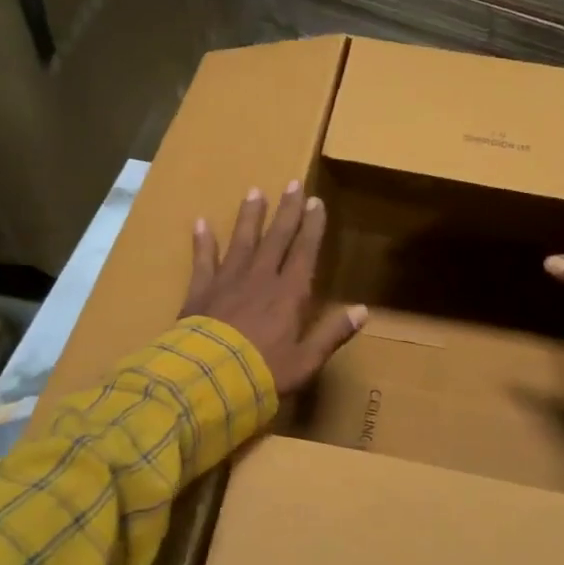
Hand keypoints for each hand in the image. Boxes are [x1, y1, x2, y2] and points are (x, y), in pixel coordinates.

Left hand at [182, 182, 367, 394]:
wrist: (209, 381)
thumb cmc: (264, 373)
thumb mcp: (307, 361)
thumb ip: (333, 334)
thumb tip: (363, 311)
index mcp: (289, 294)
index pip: (304, 252)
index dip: (312, 226)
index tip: (316, 202)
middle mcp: (261, 278)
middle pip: (276, 238)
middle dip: (286, 211)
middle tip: (292, 184)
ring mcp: (228, 281)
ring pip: (242, 241)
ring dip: (250, 216)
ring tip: (254, 192)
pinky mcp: (200, 291)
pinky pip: (202, 260)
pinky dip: (202, 242)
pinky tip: (200, 222)